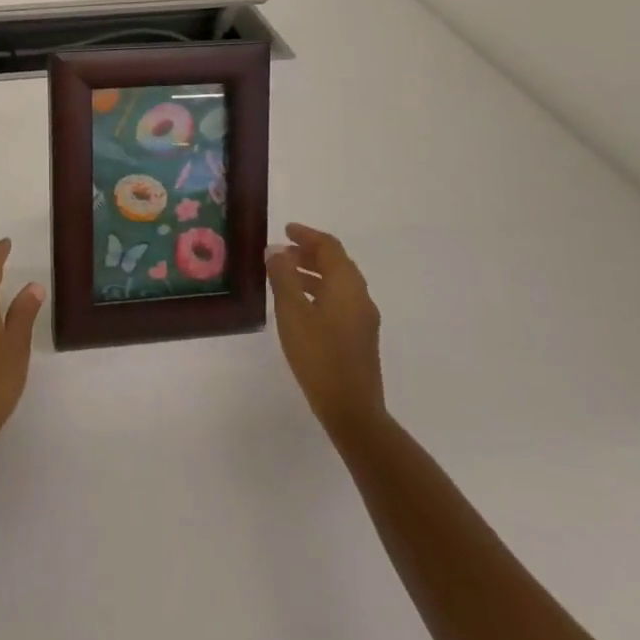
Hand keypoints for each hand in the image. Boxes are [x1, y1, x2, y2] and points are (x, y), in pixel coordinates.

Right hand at [266, 223, 385, 440]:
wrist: (352, 409)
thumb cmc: (319, 355)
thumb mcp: (292, 312)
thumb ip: (283, 277)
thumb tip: (276, 250)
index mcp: (347, 285)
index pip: (329, 247)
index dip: (307, 235)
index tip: (285, 230)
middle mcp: (360, 296)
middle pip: (336, 263)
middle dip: (309, 253)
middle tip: (281, 251)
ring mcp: (363, 318)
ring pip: (338, 283)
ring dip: (313, 272)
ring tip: (284, 275)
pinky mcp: (359, 336)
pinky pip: (339, 300)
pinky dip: (319, 290)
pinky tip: (299, 305)